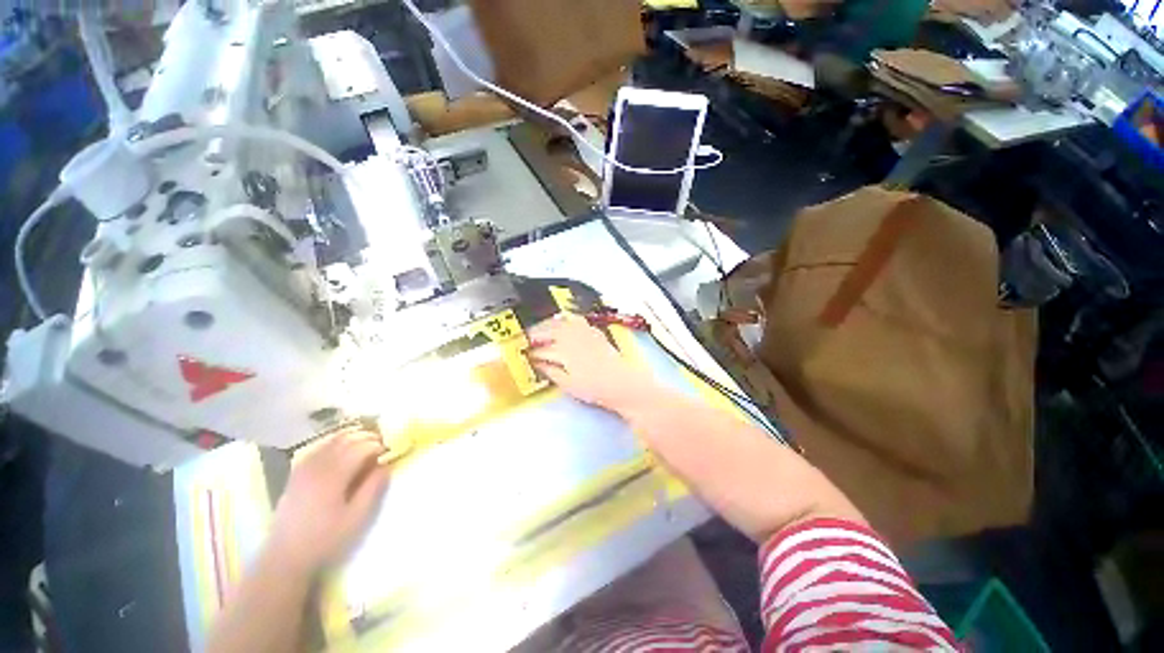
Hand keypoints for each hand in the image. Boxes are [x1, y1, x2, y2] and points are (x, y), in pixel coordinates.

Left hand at [266, 429, 390, 575]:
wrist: (286, 556)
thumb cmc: (326, 538)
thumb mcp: (356, 517)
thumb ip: (373, 488)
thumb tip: (386, 465)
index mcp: (334, 476)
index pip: (361, 448)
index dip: (378, 446)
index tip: (389, 451)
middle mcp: (318, 466)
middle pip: (346, 440)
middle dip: (367, 438)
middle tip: (381, 445)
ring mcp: (304, 469)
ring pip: (331, 441)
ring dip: (351, 438)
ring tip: (365, 444)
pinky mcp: (296, 474)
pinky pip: (317, 448)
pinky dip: (333, 443)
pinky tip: (341, 449)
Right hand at [527, 314, 656, 411]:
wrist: (622, 383)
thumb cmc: (594, 388)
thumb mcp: (569, 385)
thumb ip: (551, 372)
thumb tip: (537, 364)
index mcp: (564, 351)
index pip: (541, 349)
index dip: (530, 352)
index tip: (522, 355)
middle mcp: (572, 336)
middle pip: (548, 330)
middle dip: (534, 334)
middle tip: (524, 339)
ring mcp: (584, 331)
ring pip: (560, 322)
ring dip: (547, 325)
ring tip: (539, 330)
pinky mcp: (593, 331)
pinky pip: (575, 320)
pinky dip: (565, 319)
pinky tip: (561, 322)